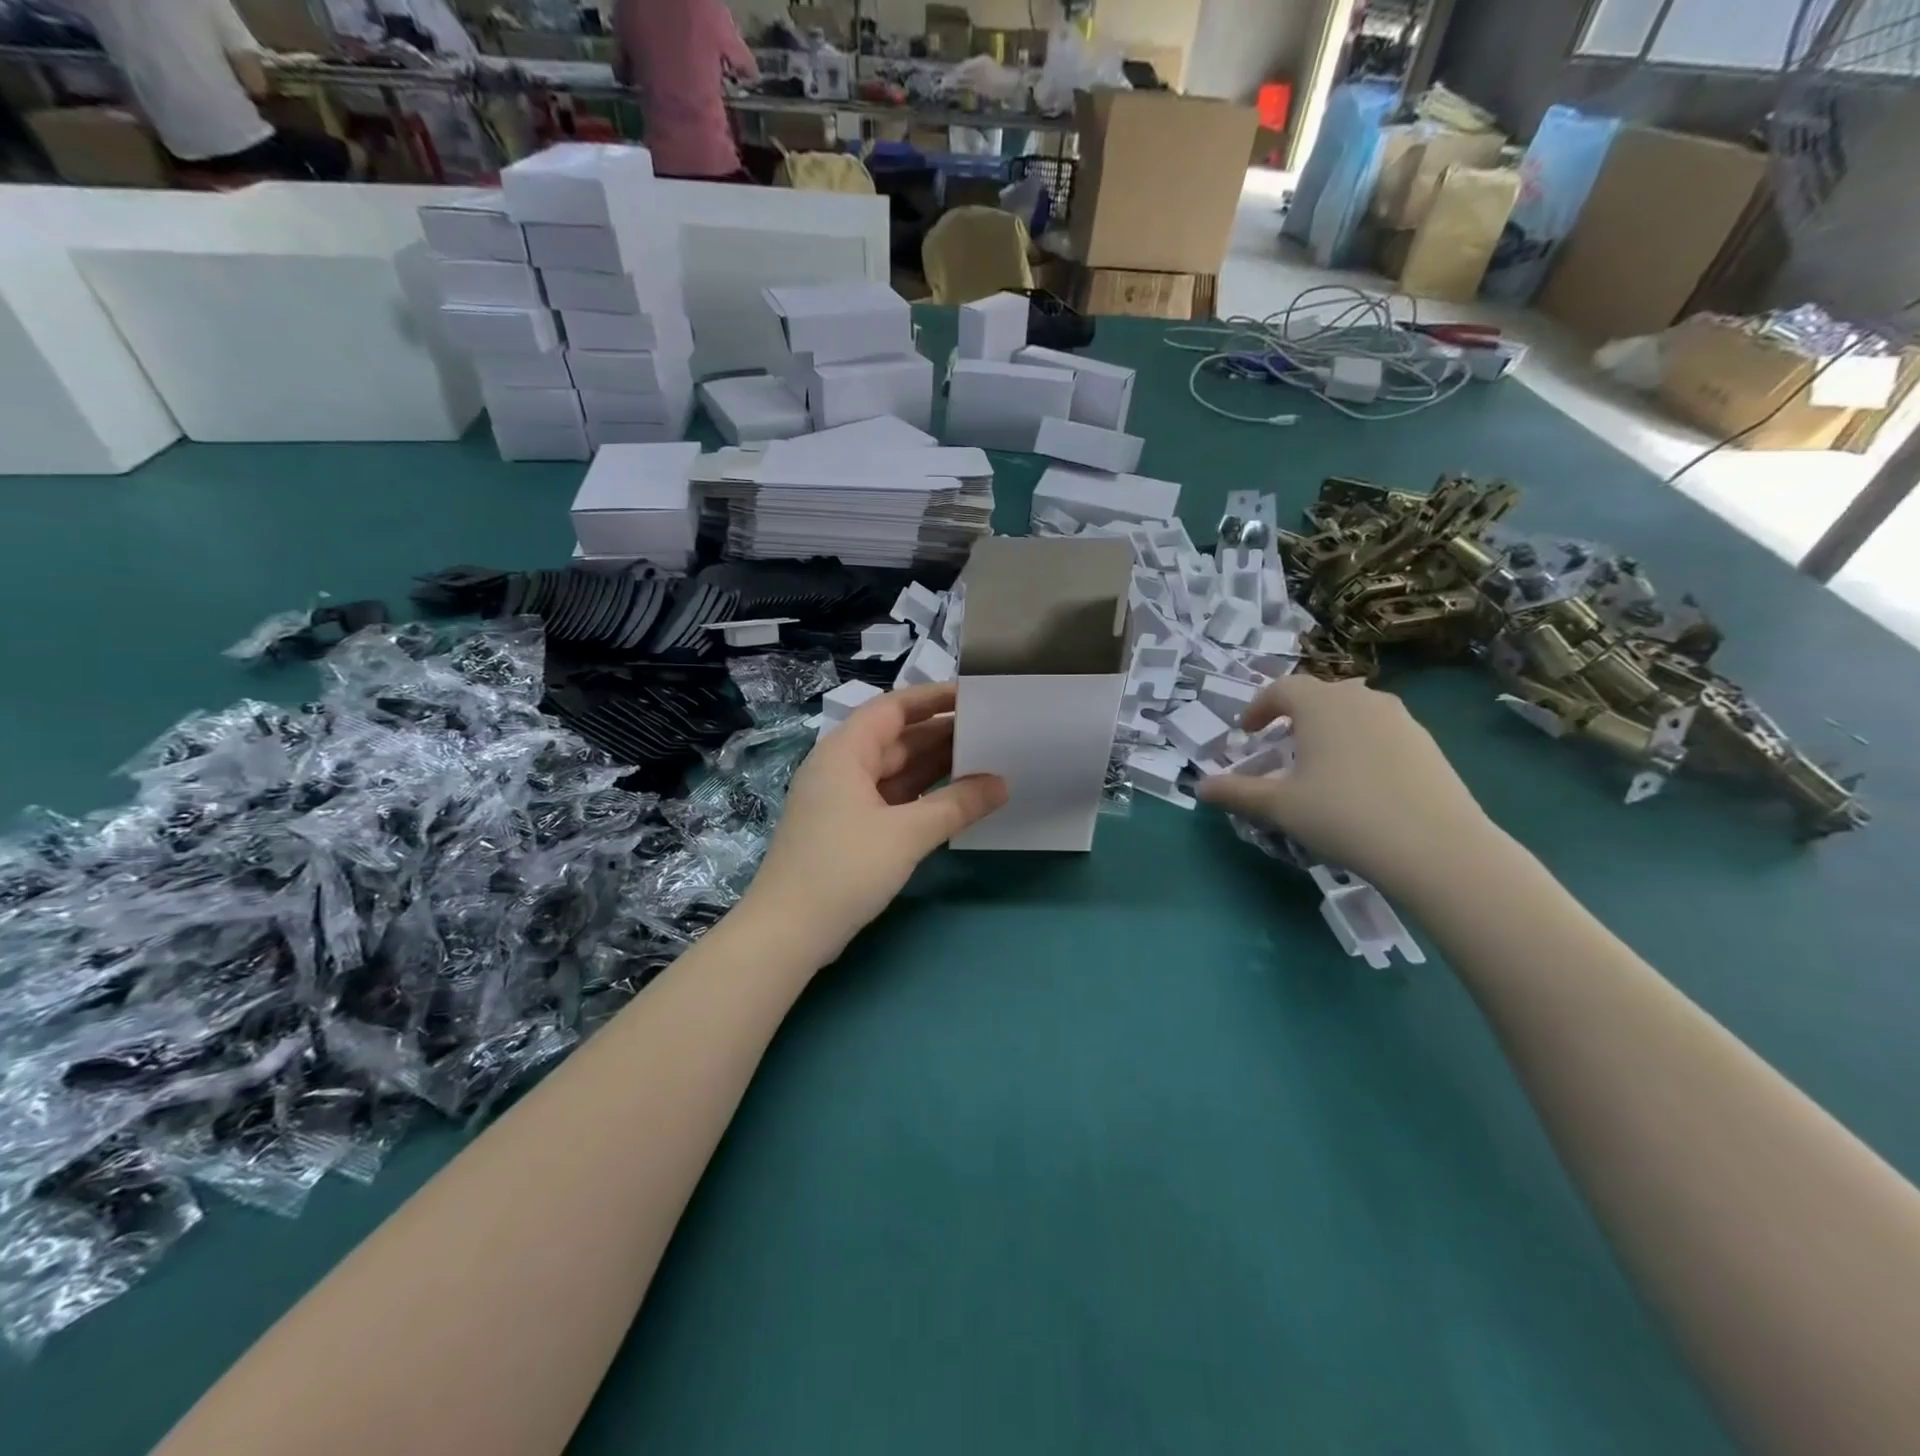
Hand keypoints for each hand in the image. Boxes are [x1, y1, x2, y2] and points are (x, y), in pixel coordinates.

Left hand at [743, 682, 1006, 963]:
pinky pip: (890, 798)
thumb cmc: (843, 869)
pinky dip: (921, 796)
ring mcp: (842, 799)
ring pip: (895, 771)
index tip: (974, 695)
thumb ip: (957, 805)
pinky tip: (954, 799)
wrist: (787, 932)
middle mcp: (841, 767)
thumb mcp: (907, 834)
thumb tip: (1001, 784)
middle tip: (992, 730)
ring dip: (934, 766)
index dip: (933, 698)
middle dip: (941, 733)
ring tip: (984, 760)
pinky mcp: (847, 829)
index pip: (893, 708)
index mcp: (845, 752)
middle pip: (896, 738)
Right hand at [1195, 675, 1495, 894]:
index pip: (1281, 688)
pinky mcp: (1428, 744)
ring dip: (1331, 728)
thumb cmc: (1342, 814)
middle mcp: (1361, 699)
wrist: (1435, 846)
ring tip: (1321, 762)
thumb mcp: (1278, 807)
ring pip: (1355, 711)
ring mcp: (1401, 719)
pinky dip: (1362, 744)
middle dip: (1295, 714)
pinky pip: (1382, 732)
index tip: (1247, 732)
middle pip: (1321, 694)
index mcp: (1320, 704)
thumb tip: (1200, 787)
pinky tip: (1361, 782)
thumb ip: (1236, 793)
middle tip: (1282, 744)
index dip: (1258, 707)